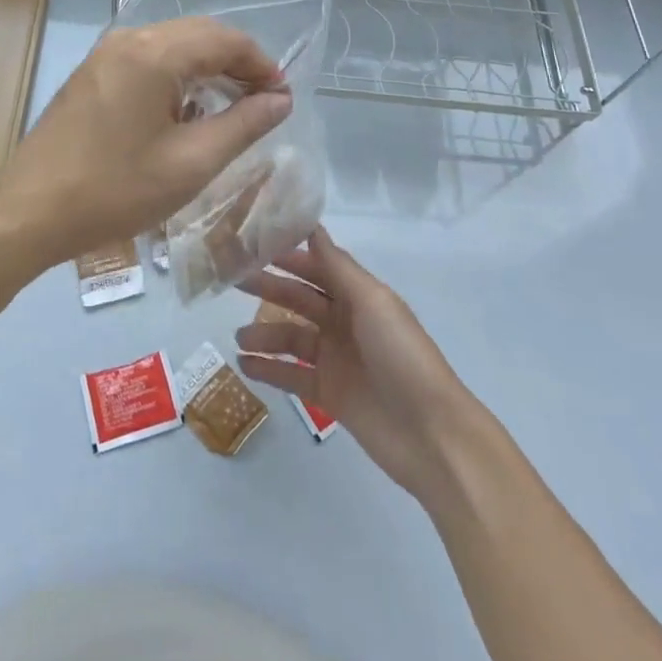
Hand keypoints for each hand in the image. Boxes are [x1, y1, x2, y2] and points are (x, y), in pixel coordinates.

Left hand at [0, 17, 291, 273]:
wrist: (30, 211)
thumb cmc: (115, 190)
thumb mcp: (191, 163)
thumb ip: (242, 125)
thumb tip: (279, 100)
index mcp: (154, 53)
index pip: (225, 39)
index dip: (261, 65)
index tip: (282, 100)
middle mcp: (128, 39)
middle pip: (199, 34)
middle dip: (237, 63)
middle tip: (262, 104)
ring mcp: (105, 53)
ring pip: (173, 44)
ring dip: (207, 69)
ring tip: (231, 109)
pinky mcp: (92, 72)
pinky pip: (147, 58)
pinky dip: (177, 75)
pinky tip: (185, 110)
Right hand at [236, 228, 485, 506]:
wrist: (431, 434)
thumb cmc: (402, 356)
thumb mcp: (373, 302)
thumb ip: (338, 267)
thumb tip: (312, 226)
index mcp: (358, 296)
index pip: (315, 267)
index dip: (286, 255)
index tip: (251, 244)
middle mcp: (344, 322)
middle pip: (298, 299)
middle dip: (267, 288)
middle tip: (230, 281)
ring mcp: (335, 359)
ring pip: (290, 337)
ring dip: (264, 334)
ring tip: (238, 337)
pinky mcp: (328, 394)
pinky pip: (291, 375)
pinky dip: (268, 369)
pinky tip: (245, 365)